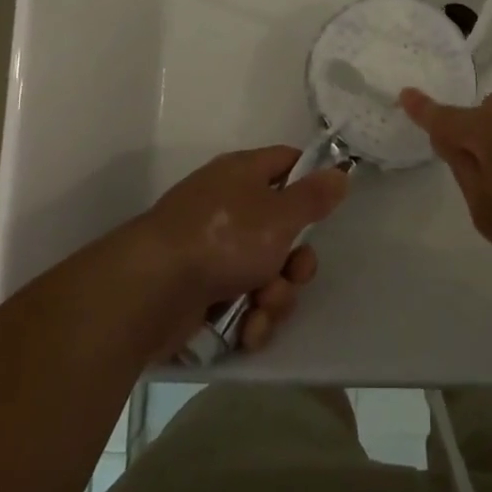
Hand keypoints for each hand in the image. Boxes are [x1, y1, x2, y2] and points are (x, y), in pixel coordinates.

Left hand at [135, 146, 347, 352]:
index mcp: (242, 174)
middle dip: (294, 262)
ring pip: (264, 273)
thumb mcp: (279, 214)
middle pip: (281, 230)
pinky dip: (248, 317)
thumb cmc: (222, 238)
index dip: (310, 180)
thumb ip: (313, 196)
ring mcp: (211, 250)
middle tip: (293, 273)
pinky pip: (241, 301)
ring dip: (273, 296)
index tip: (329, 205)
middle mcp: (227, 207)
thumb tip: (339, 171)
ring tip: (260, 308)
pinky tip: (245, 329)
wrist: (151, 290)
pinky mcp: (199, 291)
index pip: (286, 162)